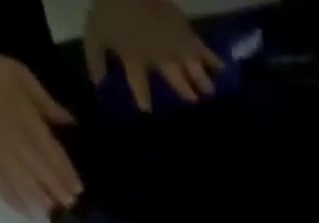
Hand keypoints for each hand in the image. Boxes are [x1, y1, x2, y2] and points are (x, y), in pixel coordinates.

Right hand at [0, 31, 80, 213]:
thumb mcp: (20, 75)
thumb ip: (47, 103)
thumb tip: (72, 123)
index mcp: (27, 122)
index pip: (54, 156)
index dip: (68, 176)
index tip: (78, 190)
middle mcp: (15, 143)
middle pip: (43, 174)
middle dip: (58, 192)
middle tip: (70, 205)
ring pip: (24, 185)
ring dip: (41, 200)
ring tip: (52, 210)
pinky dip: (15, 201)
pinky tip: (27, 212)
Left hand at [85, 0, 224, 110]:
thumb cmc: (110, 7)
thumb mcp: (95, 31)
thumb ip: (96, 59)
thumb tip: (99, 86)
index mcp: (136, 58)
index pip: (141, 88)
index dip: (145, 102)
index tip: (149, 115)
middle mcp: (159, 55)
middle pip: (173, 78)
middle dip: (184, 92)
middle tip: (196, 107)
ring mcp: (172, 41)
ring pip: (189, 67)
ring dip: (200, 81)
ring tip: (212, 95)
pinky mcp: (182, 26)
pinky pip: (200, 48)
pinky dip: (211, 58)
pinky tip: (223, 69)